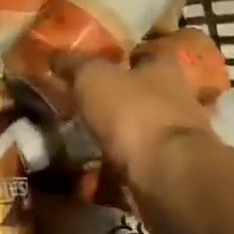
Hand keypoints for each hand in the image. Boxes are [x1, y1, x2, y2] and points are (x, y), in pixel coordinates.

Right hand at [56, 51, 212, 202]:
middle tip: (85, 106)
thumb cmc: (133, 113)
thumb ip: (75, 65)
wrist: (169, 175)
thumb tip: (54, 54)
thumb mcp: (93, 78)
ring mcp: (177, 139)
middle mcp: (178, 100)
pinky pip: (137, 167)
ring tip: (83, 145)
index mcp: (164, 69)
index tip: (102, 63)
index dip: (127, 56)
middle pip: (147, 93)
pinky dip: (117, 172)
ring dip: (118, 138)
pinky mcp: (172, 173)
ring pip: (142, 132)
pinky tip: (92, 179)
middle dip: (120, 100)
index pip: (149, 53)